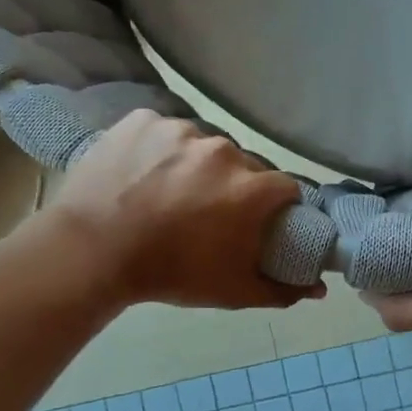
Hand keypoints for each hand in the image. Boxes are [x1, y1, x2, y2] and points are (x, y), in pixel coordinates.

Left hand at [41, 111, 319, 310]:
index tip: (259, 221)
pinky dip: (161, 148)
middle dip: (236, 186)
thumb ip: (282, 290)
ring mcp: (180, 129)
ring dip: (198, 165)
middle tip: (209, 212)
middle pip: (245, 164)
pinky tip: (144, 173)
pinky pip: (165, 130)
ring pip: (204, 144)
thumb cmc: (170, 273)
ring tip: (171, 191)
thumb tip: (319, 289)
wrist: (92, 252)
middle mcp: (224, 149)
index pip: (286, 187)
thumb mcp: (232, 291)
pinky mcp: (144, 119)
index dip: (276, 206)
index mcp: (251, 188)